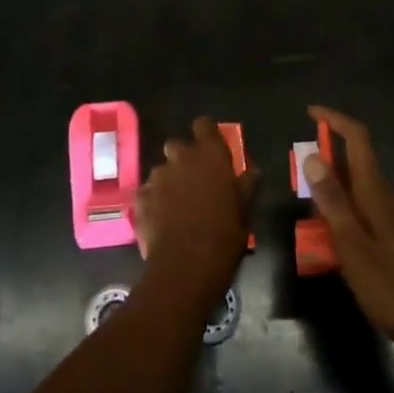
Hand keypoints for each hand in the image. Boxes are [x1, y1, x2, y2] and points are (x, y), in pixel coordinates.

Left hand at [134, 117, 256, 304]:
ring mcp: (157, 178)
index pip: (204, 124)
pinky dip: (153, 202)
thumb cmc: (224, 235)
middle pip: (177, 144)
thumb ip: (247, 184)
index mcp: (210, 155)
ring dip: (168, 181)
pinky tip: (161, 221)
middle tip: (194, 181)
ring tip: (177, 206)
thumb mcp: (245, 210)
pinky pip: (147, 193)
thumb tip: (253, 171)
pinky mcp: (140, 199)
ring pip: (161, 170)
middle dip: (183, 158)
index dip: (206, 134)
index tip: (211, 147)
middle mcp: (181, 158)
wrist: (185, 268)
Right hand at [301, 105, 393, 367]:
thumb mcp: (355, 249)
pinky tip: (335, 243)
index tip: (309, 112)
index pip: (357, 138)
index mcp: (377, 192)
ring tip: (309, 214)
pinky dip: (346, 213)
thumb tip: (312, 157)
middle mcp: (389, 197)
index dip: (334, 119)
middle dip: (326, 159)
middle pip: (356, 162)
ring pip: (360, 189)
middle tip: (297, 177)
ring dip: (334, 190)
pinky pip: (367, 211)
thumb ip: (333, 203)